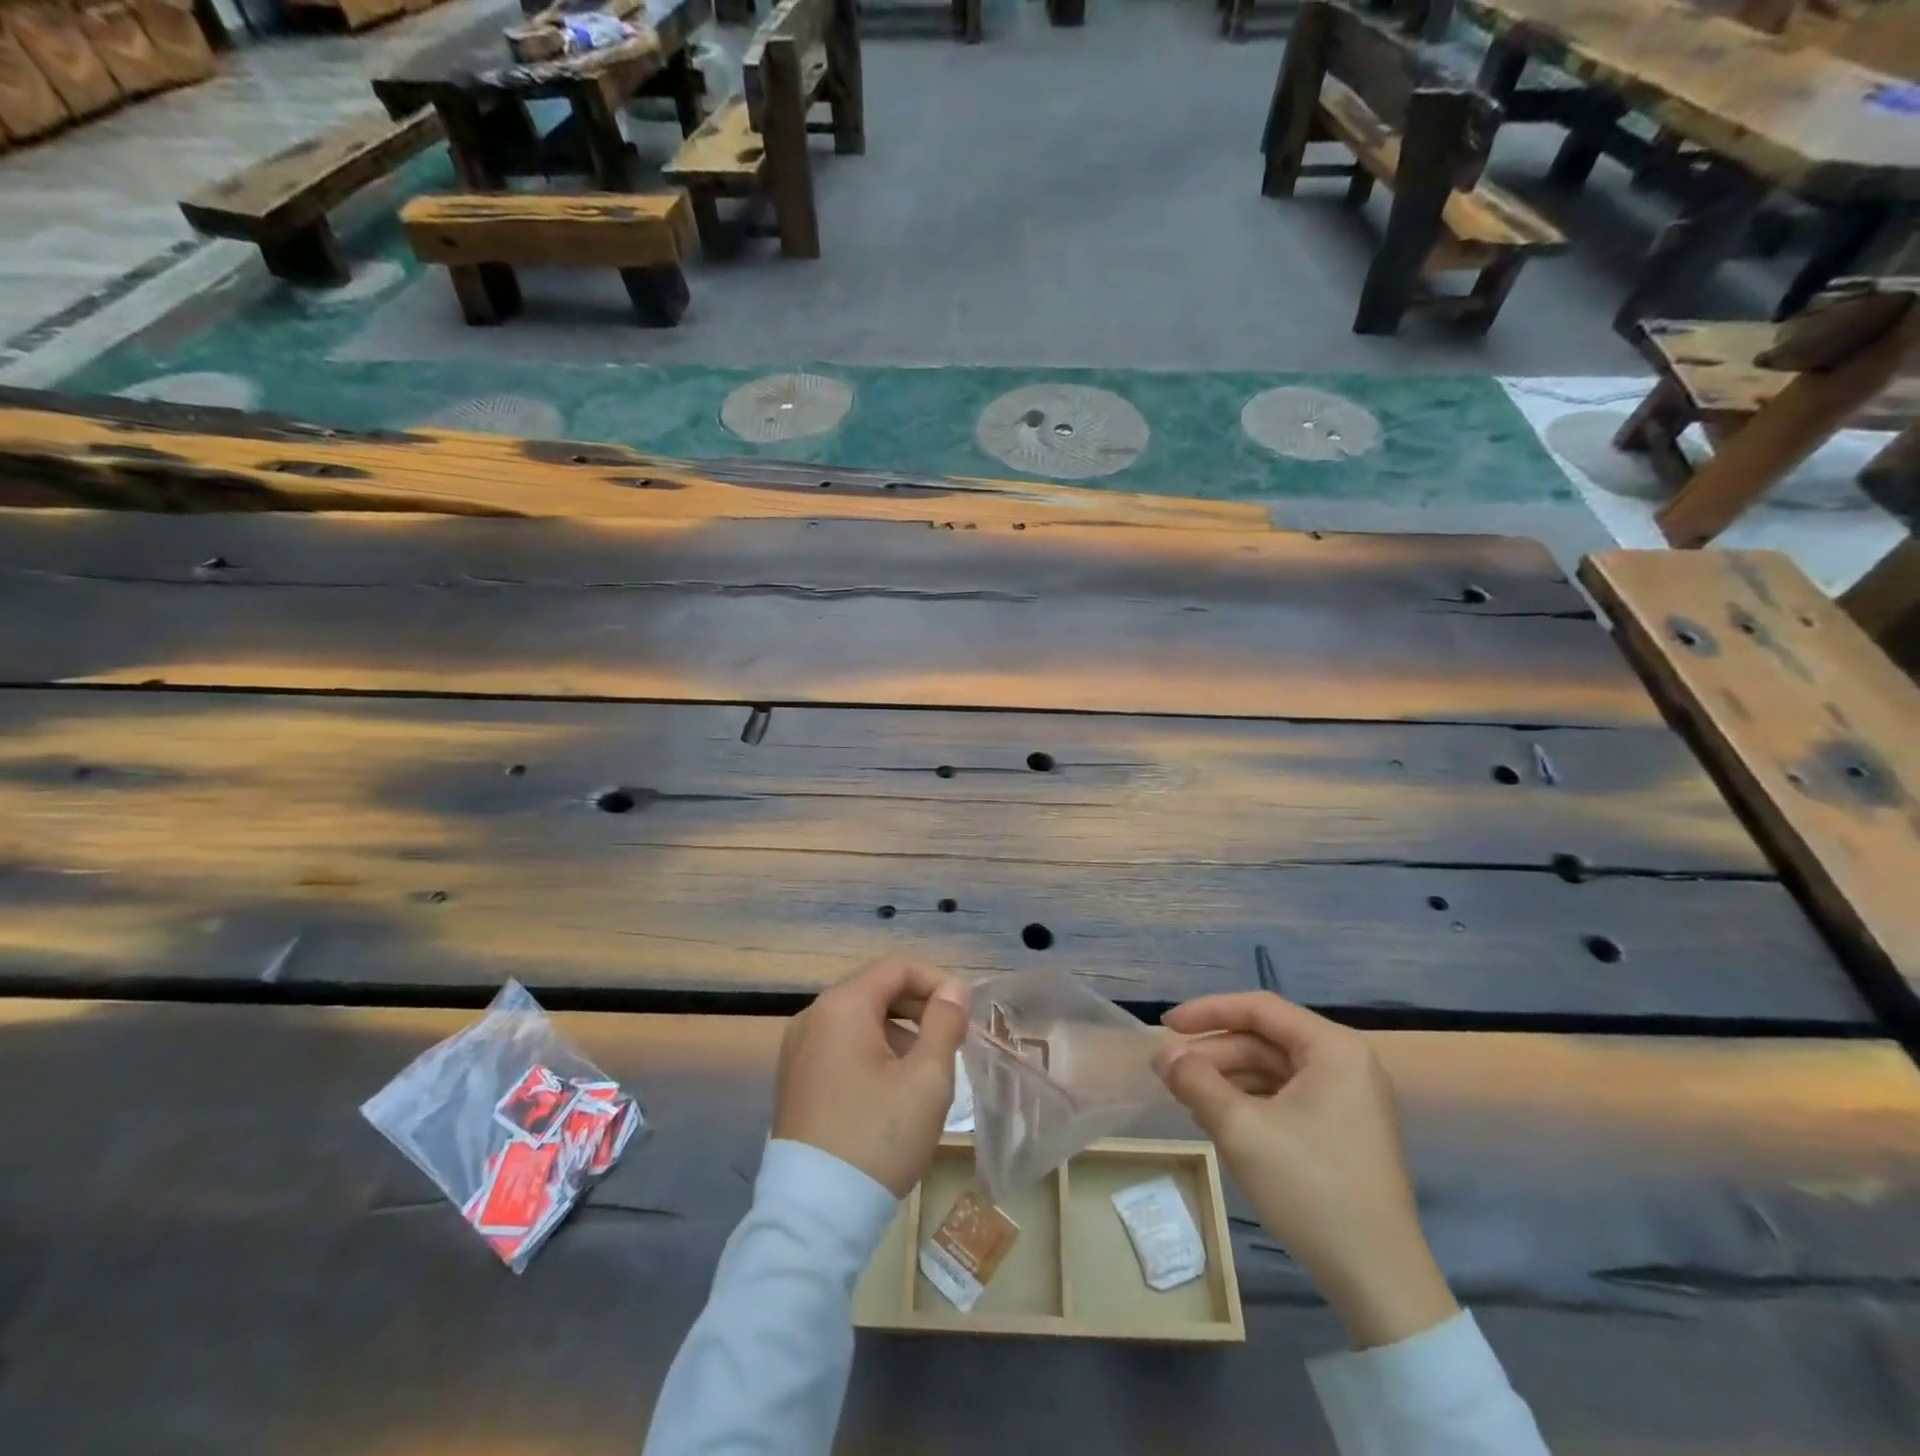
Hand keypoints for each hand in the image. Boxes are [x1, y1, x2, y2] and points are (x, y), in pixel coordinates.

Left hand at [773, 956, 971, 1197]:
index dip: (936, 981)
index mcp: (842, 1006)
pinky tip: (892, 1087)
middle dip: (917, 1006)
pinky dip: (871, 1049)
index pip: (896, 967)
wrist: (816, 1215)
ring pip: (858, 1018)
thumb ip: (944, 1023)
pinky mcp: (795, 1078)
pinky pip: (840, 1044)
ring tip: (925, 1068)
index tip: (964, 1012)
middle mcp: (813, 1016)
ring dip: (897, 1029)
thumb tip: (955, 988)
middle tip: (951, 1038)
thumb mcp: (927, 1079)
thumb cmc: (878, 1138)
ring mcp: (798, 1048)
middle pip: (875, 988)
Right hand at [1154, 992, 1457, 1349]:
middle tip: (1169, 1073)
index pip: (1259, 1008)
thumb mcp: (1240, 1128)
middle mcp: (1346, 1062)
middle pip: (1265, 1039)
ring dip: (1227, 1078)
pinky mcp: (1343, 1130)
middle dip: (1214, 1053)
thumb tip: (1162, 1055)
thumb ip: (1195, 1080)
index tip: (1166, 1026)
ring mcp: (1348, 1098)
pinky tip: (1218, 1119)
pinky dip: (1249, 1101)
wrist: (1379, 1280)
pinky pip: (1286, 1096)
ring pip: (1272, 1069)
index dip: (1207, 1011)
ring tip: (1186, 1098)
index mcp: (1333, 1048)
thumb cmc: (1310, 1188)